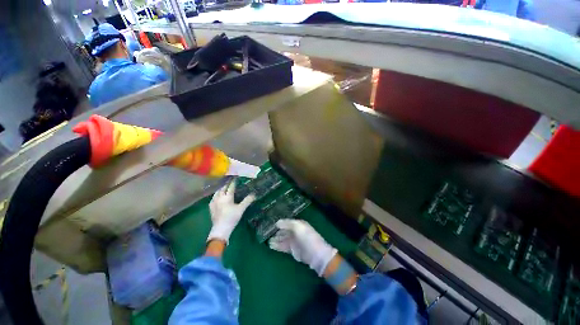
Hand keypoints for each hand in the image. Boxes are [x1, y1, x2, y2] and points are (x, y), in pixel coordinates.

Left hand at [207, 181, 254, 243]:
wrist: (220, 229)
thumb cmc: (231, 218)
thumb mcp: (241, 209)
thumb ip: (247, 201)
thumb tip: (254, 194)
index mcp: (227, 197)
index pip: (230, 187)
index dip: (233, 181)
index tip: (236, 176)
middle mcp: (219, 197)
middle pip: (223, 187)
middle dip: (227, 183)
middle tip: (230, 179)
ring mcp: (214, 202)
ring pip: (217, 191)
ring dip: (221, 187)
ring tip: (224, 185)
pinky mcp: (211, 206)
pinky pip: (214, 196)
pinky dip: (217, 193)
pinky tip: (218, 195)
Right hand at [269, 219, 337, 275]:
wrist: (316, 255)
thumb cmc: (307, 238)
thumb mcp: (298, 227)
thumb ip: (287, 224)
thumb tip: (277, 222)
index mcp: (298, 224)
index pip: (287, 222)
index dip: (280, 223)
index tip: (271, 223)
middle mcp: (295, 232)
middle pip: (284, 231)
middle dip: (276, 231)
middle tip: (267, 232)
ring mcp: (294, 241)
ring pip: (283, 239)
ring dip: (276, 239)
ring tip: (267, 240)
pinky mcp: (293, 250)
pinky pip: (283, 246)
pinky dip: (277, 246)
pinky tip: (271, 246)